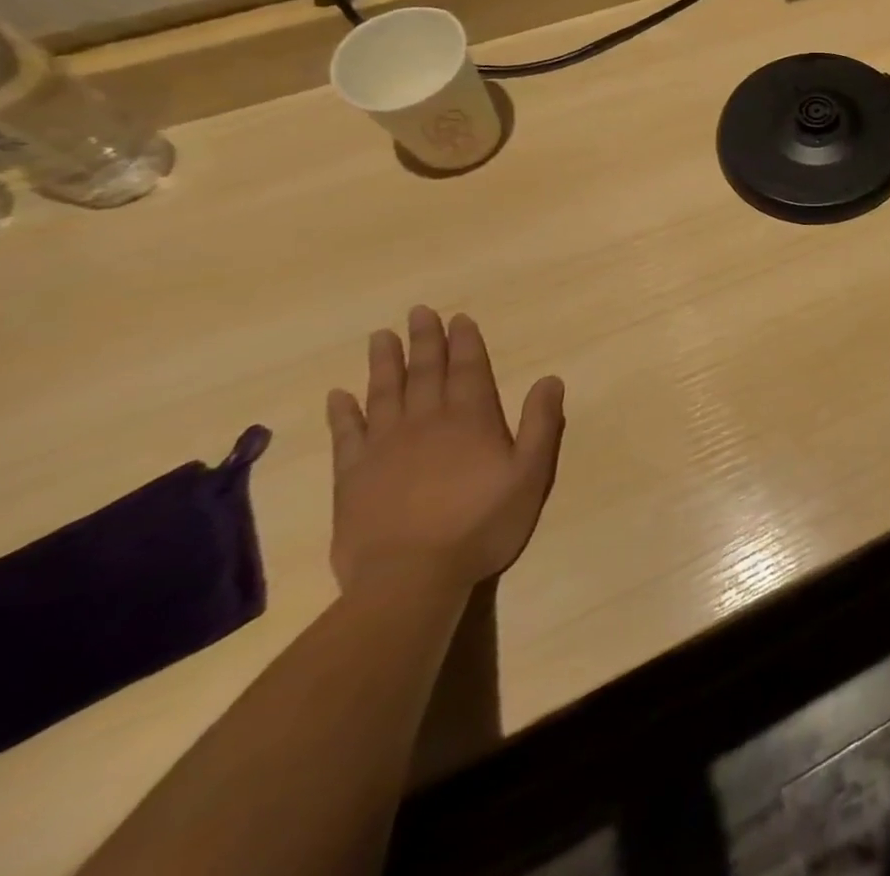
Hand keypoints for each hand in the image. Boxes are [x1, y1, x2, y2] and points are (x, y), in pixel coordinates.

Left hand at [325, 306, 565, 596]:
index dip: (465, 342)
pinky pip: (346, 435)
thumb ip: (541, 424)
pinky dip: (343, 412)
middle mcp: (426, 422)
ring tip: (381, 336)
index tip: (458, 318)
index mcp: (471, 419)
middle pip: (425, 372)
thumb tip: (550, 378)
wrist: (410, 578)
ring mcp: (384, 448)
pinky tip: (340, 395)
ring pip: (384, 393)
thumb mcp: (531, 473)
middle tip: (418, 312)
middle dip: (424, 340)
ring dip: (384, 363)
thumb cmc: (482, 523)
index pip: (468, 369)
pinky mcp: (352, 477)